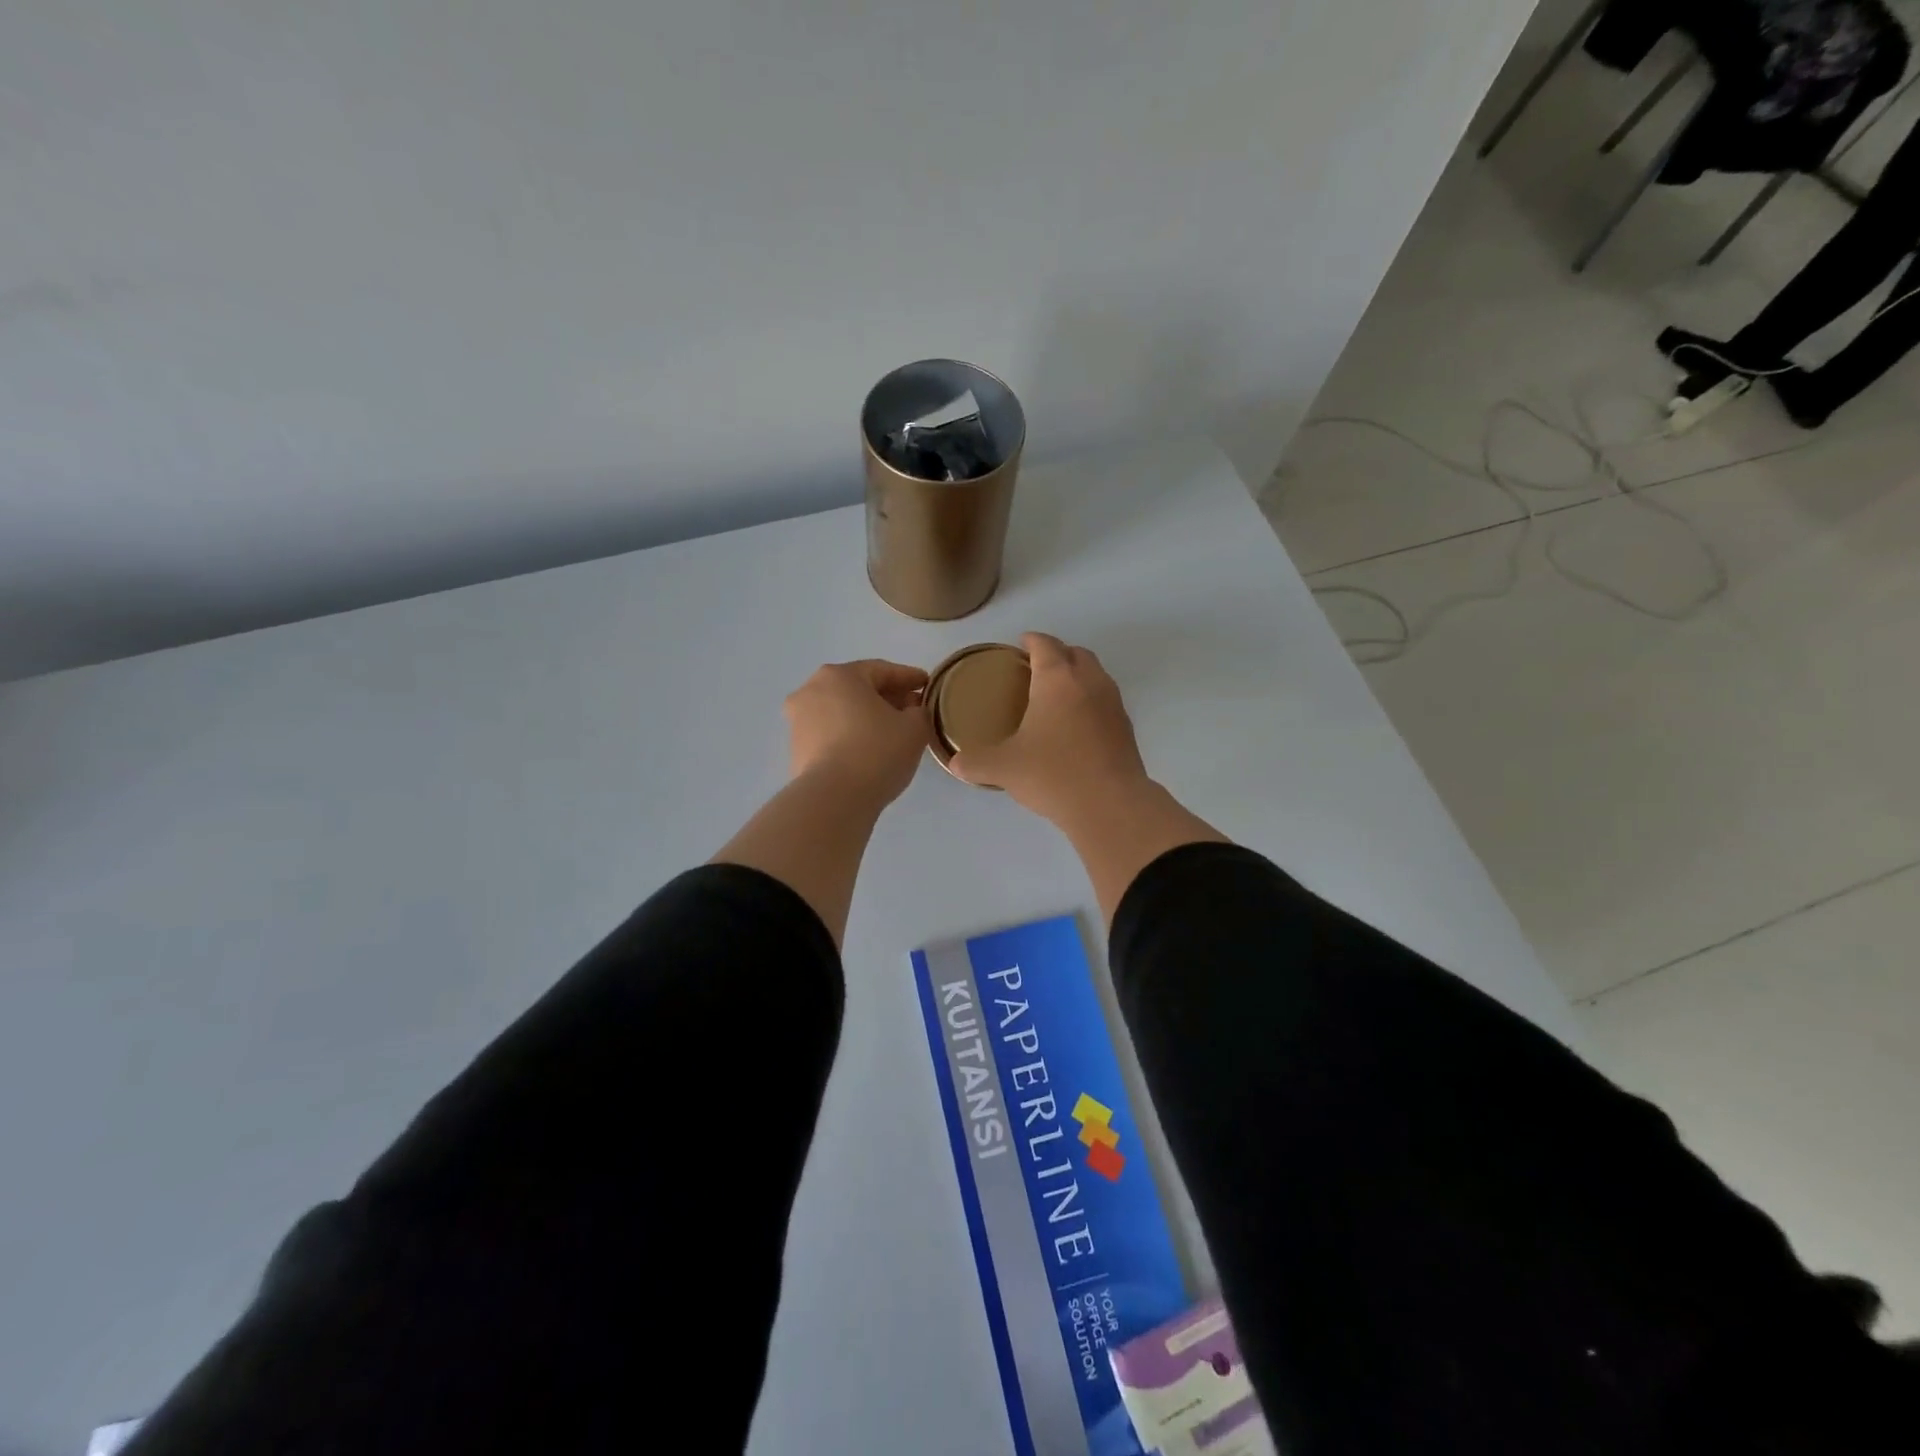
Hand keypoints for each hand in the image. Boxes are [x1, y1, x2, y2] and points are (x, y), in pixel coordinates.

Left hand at [784, 659, 930, 809]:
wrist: (833, 799)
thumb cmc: (877, 752)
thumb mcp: (914, 728)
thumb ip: (919, 712)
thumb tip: (912, 711)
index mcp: (839, 675)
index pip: (882, 670)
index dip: (909, 678)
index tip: (928, 686)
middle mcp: (811, 690)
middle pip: (858, 688)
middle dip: (887, 697)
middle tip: (913, 709)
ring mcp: (798, 720)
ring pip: (842, 711)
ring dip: (867, 717)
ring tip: (893, 732)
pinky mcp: (796, 748)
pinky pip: (830, 733)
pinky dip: (850, 735)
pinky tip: (870, 750)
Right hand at [950, 633, 1150, 823]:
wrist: (1110, 805)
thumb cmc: (1053, 774)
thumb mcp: (1004, 768)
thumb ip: (975, 762)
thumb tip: (956, 764)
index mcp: (1057, 680)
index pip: (1045, 645)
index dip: (1032, 640)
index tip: (1021, 644)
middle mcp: (1089, 682)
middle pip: (1076, 653)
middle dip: (1058, 654)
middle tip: (1037, 668)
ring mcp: (1113, 704)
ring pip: (1096, 675)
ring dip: (1078, 676)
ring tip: (1057, 695)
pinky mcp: (1126, 728)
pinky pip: (1105, 701)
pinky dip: (1090, 702)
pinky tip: (1076, 726)